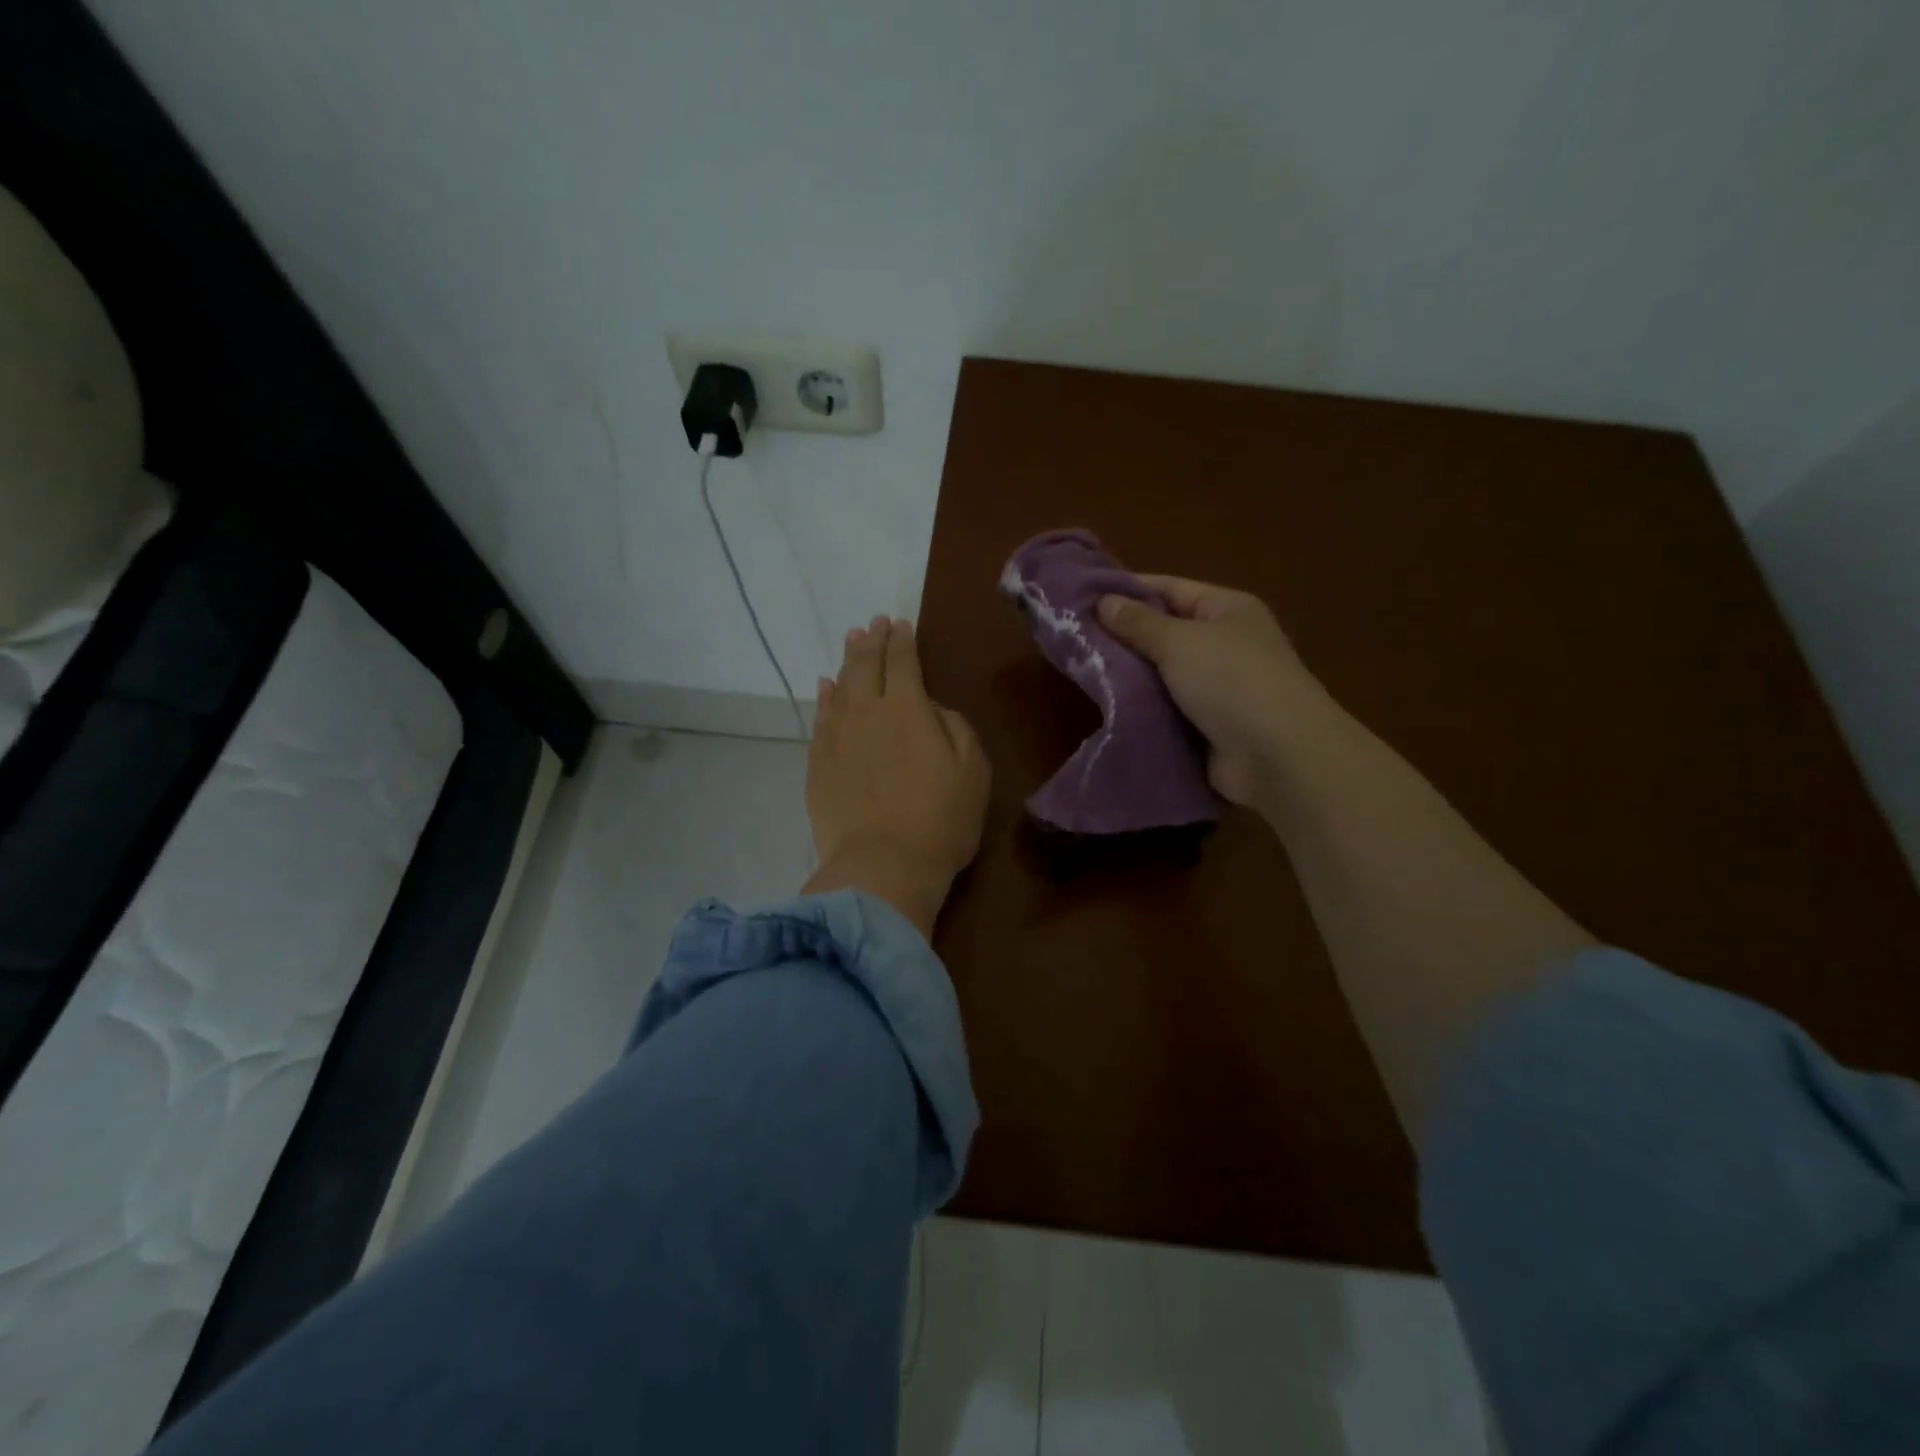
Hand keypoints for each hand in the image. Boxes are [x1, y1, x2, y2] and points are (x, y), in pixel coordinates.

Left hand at [803, 615, 990, 938]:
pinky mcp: (817, 763)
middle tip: (874, 623)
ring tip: (852, 641)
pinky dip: (825, 697)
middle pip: (866, 666)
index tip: (901, 624)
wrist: (882, 867)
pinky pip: (820, 718)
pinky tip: (826, 686)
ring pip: (840, 686)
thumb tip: (931, 708)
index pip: (903, 662)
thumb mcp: (972, 770)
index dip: (902, 640)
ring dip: (848, 661)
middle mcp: (867, 712)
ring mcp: (836, 737)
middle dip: (873, 641)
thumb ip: (954, 727)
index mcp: (908, 708)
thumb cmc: (940, 820)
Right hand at [1098, 577, 1324, 805]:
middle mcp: (1225, 644)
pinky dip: (1143, 710)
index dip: (1127, 590)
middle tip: (1073, 639)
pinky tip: (1106, 708)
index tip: (1082, 597)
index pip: (1170, 589)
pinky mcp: (1209, 727)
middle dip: (1123, 637)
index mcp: (1227, 610)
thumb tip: (1104, 601)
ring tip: (1080, 672)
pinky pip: (1167, 710)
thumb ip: (1139, 623)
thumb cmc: (1231, 681)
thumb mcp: (1179, 641)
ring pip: (1162, 675)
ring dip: (1130, 678)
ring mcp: (1219, 688)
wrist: (1277, 756)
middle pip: (1165, 633)